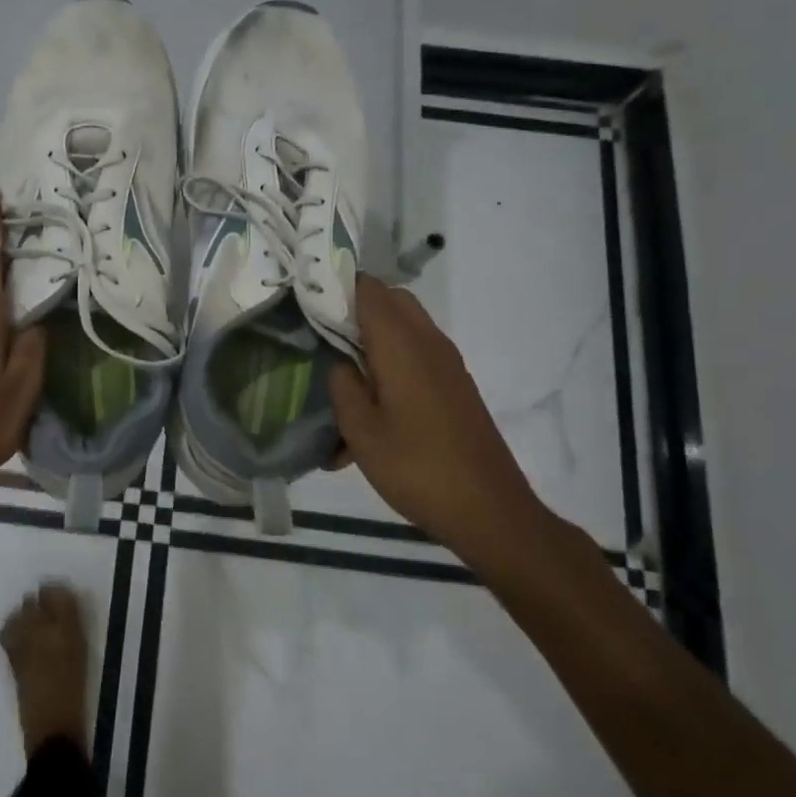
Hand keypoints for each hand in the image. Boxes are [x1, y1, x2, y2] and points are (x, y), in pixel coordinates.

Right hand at [328, 275, 553, 575]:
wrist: (490, 511)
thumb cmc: (417, 467)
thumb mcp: (361, 430)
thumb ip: (342, 385)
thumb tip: (340, 363)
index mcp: (402, 343)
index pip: (367, 288)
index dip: (334, 286)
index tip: (305, 301)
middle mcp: (428, 342)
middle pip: (389, 300)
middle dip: (354, 310)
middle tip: (322, 336)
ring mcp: (447, 363)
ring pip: (404, 327)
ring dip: (373, 339)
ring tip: (343, 377)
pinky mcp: (455, 385)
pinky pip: (417, 355)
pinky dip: (392, 363)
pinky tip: (372, 410)